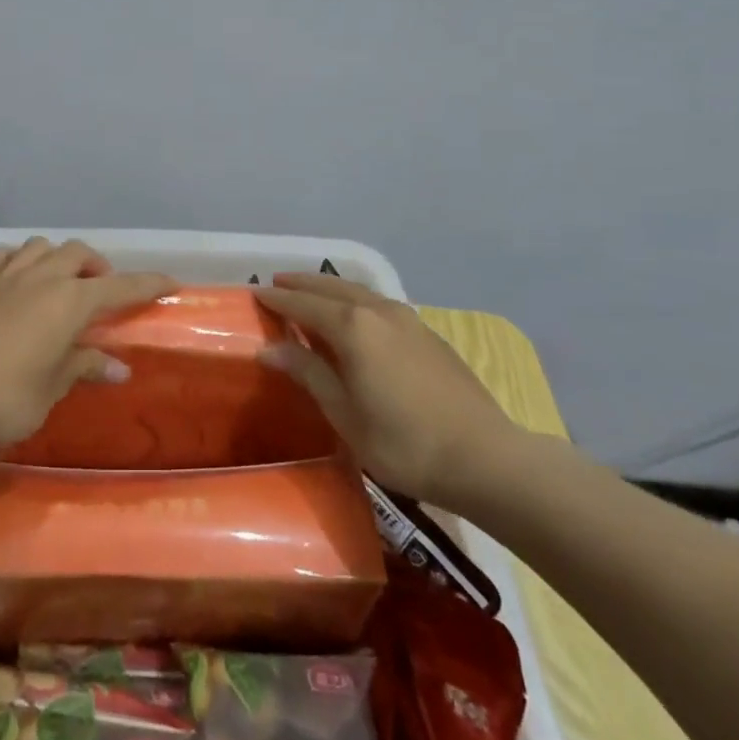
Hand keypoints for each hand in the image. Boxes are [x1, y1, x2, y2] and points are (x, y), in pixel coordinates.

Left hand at [0, 238, 177, 451]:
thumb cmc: (5, 397)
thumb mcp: (52, 388)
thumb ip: (84, 367)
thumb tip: (119, 368)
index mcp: (69, 301)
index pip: (120, 286)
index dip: (147, 283)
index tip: (170, 282)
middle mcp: (41, 277)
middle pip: (78, 253)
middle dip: (97, 266)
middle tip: (100, 290)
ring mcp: (4, 275)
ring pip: (40, 246)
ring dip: (57, 257)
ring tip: (57, 281)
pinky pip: (2, 255)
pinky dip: (18, 260)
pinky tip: (15, 278)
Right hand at [254, 272, 529, 512]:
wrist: (484, 457)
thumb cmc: (404, 442)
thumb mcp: (345, 415)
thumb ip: (309, 373)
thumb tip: (269, 348)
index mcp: (352, 327)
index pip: (303, 305)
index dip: (277, 300)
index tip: (254, 293)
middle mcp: (377, 311)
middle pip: (331, 288)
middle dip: (302, 284)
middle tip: (277, 283)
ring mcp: (406, 319)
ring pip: (358, 290)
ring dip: (330, 288)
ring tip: (311, 292)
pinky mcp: (426, 332)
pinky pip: (378, 303)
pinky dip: (355, 300)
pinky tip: (355, 314)